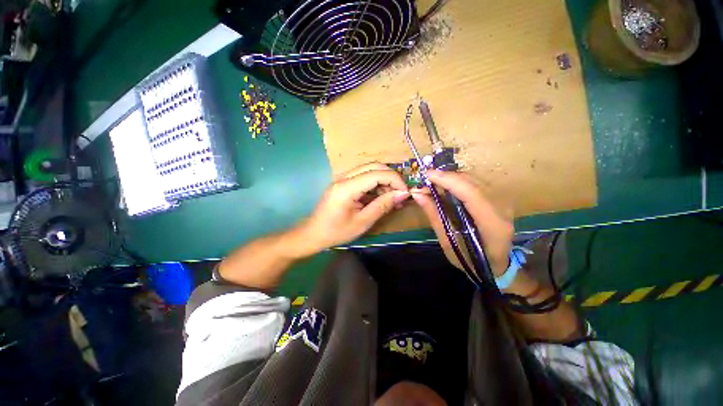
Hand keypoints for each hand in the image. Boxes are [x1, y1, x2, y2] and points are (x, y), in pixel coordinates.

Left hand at [295, 163, 409, 253]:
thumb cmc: (337, 232)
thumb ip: (383, 205)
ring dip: (384, 181)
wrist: (314, 234)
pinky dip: (375, 184)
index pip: (377, 173)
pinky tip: (381, 197)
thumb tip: (402, 194)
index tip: (405, 193)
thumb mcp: (363, 222)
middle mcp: (344, 177)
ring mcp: (343, 178)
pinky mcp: (343, 183)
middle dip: (391, 178)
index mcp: (347, 187)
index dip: (395, 180)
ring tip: (392, 198)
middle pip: (374, 166)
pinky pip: (363, 177)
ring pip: (370, 170)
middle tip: (400, 194)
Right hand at [411, 170, 512, 275]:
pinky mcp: (499, 198)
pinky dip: (458, 182)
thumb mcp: (448, 242)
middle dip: (446, 177)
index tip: (427, 175)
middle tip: (425, 182)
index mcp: (492, 224)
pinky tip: (446, 187)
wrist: (496, 266)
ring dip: (451, 178)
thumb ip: (434, 216)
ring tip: (433, 185)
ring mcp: (504, 201)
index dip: (448, 180)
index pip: (471, 193)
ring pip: (475, 179)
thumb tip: (417, 194)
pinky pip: (476, 183)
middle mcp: (502, 208)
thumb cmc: (470, 260)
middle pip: (473, 182)